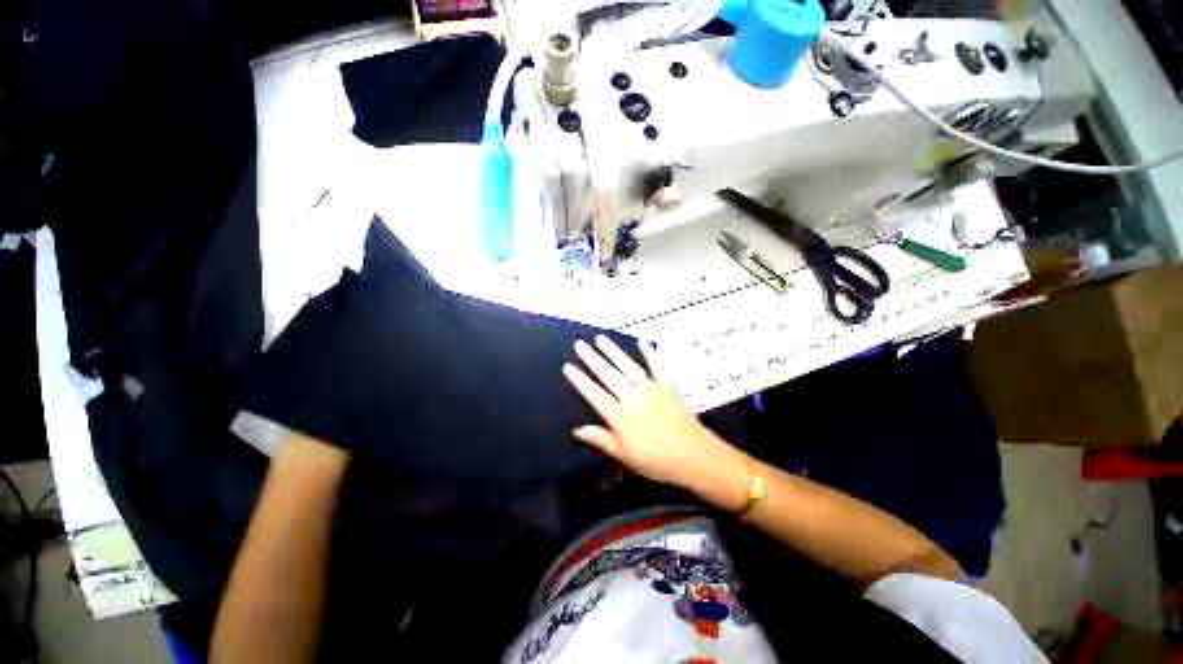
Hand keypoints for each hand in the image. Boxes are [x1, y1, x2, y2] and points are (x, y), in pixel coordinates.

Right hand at [563, 336, 749, 506]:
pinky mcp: (667, 385)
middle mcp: (632, 397)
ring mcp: (651, 388)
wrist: (693, 456)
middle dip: (592, 359)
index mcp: (619, 415)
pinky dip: (650, 352)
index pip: (594, 394)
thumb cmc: (655, 460)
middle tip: (580, 344)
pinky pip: (657, 366)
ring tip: (601, 338)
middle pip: (608, 375)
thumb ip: (600, 439)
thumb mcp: (624, 455)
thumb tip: (576, 430)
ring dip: (613, 351)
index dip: (580, 380)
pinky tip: (643, 340)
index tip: (567, 366)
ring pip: (628, 366)